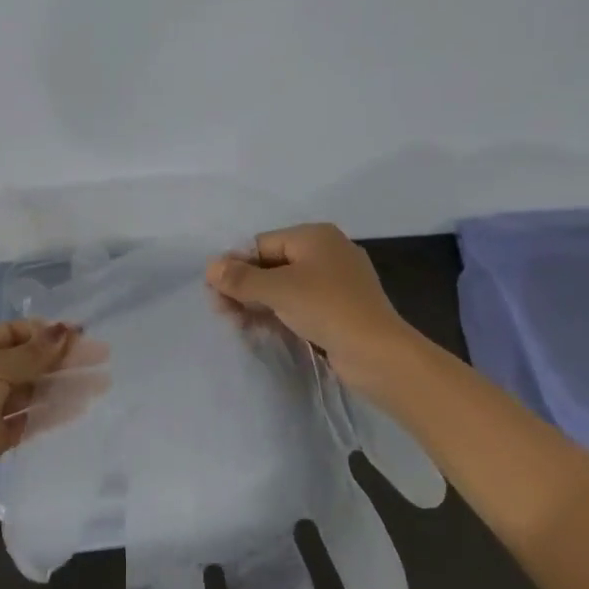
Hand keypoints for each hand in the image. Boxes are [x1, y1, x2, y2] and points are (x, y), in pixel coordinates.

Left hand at [0, 320, 108, 515]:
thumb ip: (33, 353)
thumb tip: (66, 329)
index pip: (16, 332)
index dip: (49, 332)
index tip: (83, 335)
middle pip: (28, 360)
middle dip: (64, 358)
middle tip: (102, 357)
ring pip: (33, 389)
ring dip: (64, 385)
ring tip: (101, 384)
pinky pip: (30, 417)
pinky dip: (54, 412)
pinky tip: (81, 407)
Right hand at [206, 223, 410, 383]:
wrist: (378, 352)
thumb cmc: (326, 308)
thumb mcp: (277, 290)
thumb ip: (241, 278)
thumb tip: (210, 266)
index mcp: (315, 236)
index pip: (263, 244)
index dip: (236, 265)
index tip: (214, 291)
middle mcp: (327, 252)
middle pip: (273, 264)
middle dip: (245, 287)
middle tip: (221, 312)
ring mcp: (337, 282)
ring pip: (286, 287)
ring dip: (259, 303)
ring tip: (236, 324)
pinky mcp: (341, 309)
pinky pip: (302, 304)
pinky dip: (280, 313)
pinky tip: (260, 329)